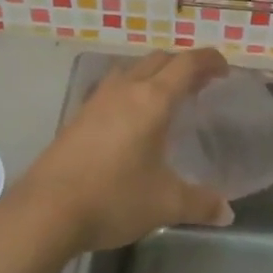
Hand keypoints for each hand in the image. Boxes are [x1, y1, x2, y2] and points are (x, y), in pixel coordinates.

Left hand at [14, 49, 234, 252]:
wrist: (46, 211)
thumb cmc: (113, 198)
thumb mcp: (165, 204)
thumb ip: (200, 203)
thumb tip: (226, 212)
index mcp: (152, 100)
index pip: (186, 64)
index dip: (209, 60)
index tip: (224, 70)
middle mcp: (124, 90)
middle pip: (158, 60)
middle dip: (182, 65)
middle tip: (200, 85)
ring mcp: (96, 101)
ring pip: (131, 70)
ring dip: (153, 74)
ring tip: (166, 98)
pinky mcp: (77, 117)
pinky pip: (112, 89)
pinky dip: (130, 91)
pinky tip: (130, 120)